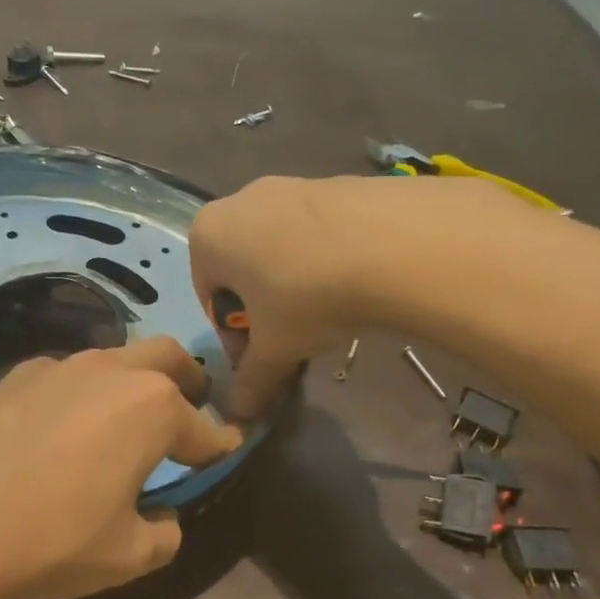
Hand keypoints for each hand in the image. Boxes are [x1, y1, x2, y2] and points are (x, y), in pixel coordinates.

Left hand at [0, 337, 242, 598]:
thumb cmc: (49, 540)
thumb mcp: (126, 556)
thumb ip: (162, 535)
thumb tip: (162, 519)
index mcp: (151, 408)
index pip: (203, 426)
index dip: (221, 442)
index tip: (230, 449)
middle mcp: (106, 373)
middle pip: (163, 357)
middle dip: (186, 378)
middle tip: (191, 403)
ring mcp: (51, 370)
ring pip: (108, 360)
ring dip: (127, 382)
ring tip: (122, 419)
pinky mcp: (4, 382)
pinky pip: (59, 379)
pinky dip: (77, 395)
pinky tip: (58, 430)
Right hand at [189, 176, 384, 417]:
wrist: (391, 242)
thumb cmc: (307, 296)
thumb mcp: (275, 349)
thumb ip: (251, 382)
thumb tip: (239, 416)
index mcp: (208, 236)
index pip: (210, 298)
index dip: (235, 338)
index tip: (263, 359)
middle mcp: (239, 201)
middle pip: (243, 271)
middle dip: (264, 310)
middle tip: (294, 339)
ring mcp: (288, 185)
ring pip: (279, 251)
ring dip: (293, 286)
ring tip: (328, 313)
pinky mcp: (332, 183)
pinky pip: (315, 233)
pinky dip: (324, 261)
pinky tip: (353, 282)